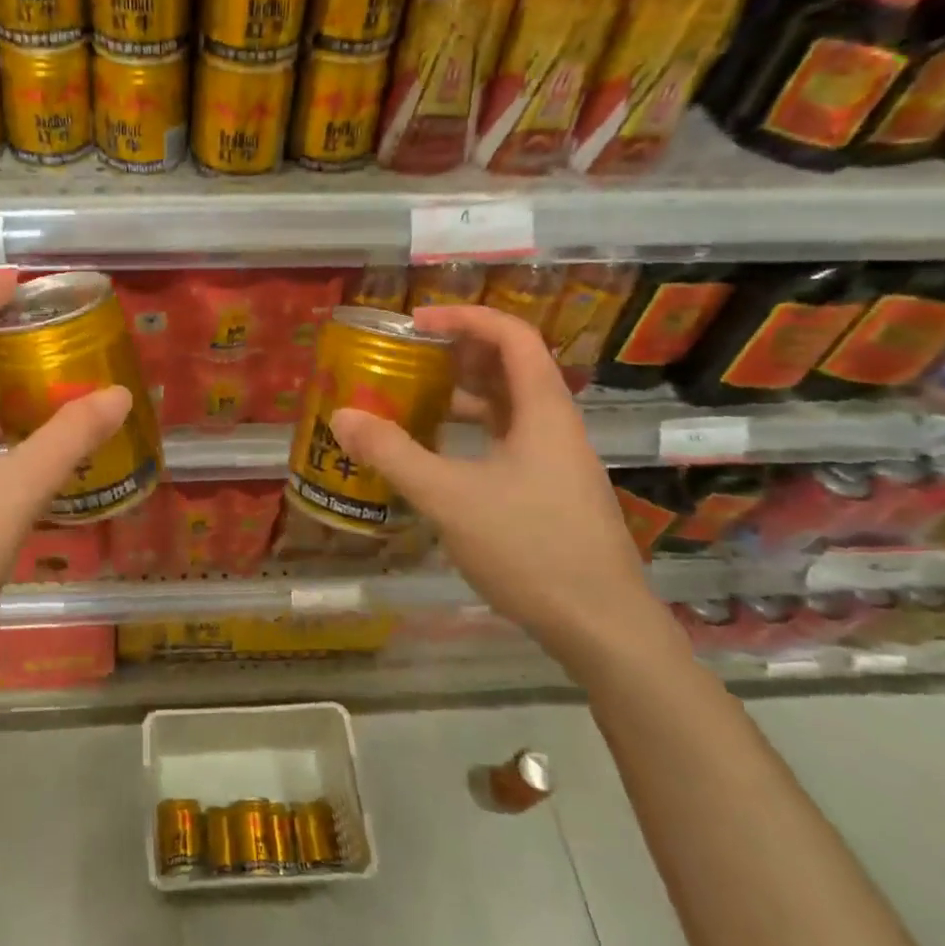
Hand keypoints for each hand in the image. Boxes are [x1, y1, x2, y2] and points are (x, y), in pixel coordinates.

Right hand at [328, 305, 671, 667]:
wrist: (603, 628)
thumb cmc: (530, 548)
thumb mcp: (449, 497)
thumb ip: (393, 454)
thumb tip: (342, 415)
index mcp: (542, 410)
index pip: (511, 335)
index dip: (464, 317)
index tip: (415, 323)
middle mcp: (554, 425)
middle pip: (507, 366)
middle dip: (455, 353)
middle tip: (405, 358)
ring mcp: (555, 460)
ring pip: (505, 406)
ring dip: (460, 394)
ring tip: (410, 400)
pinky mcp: (549, 490)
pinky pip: (504, 439)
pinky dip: (468, 432)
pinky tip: (435, 454)